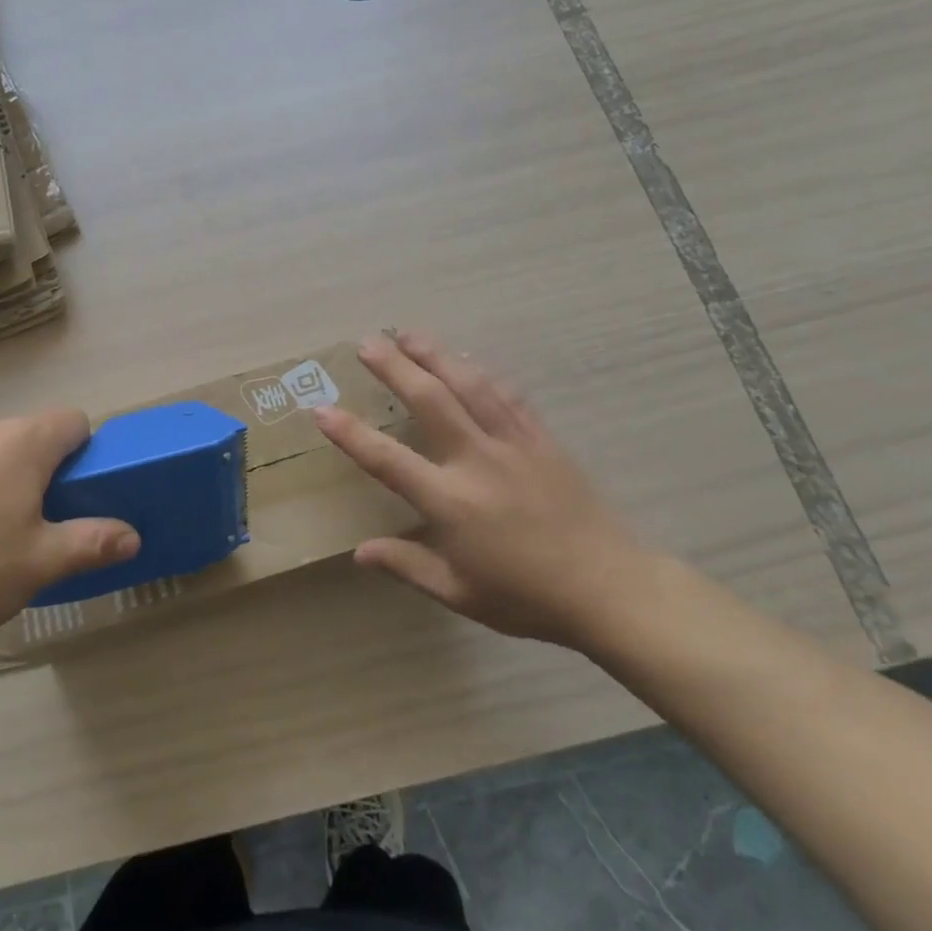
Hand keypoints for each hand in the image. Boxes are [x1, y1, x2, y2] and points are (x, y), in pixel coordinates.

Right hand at [314, 332, 658, 647]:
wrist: (609, 587)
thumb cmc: (526, 596)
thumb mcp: (459, 593)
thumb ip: (407, 566)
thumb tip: (359, 552)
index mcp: (451, 502)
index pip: (388, 459)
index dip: (351, 434)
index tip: (322, 409)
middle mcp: (478, 460)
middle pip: (430, 400)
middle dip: (395, 367)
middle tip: (368, 342)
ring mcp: (513, 443)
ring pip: (468, 385)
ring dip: (435, 355)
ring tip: (409, 333)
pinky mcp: (541, 438)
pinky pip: (507, 394)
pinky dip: (480, 371)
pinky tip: (465, 359)